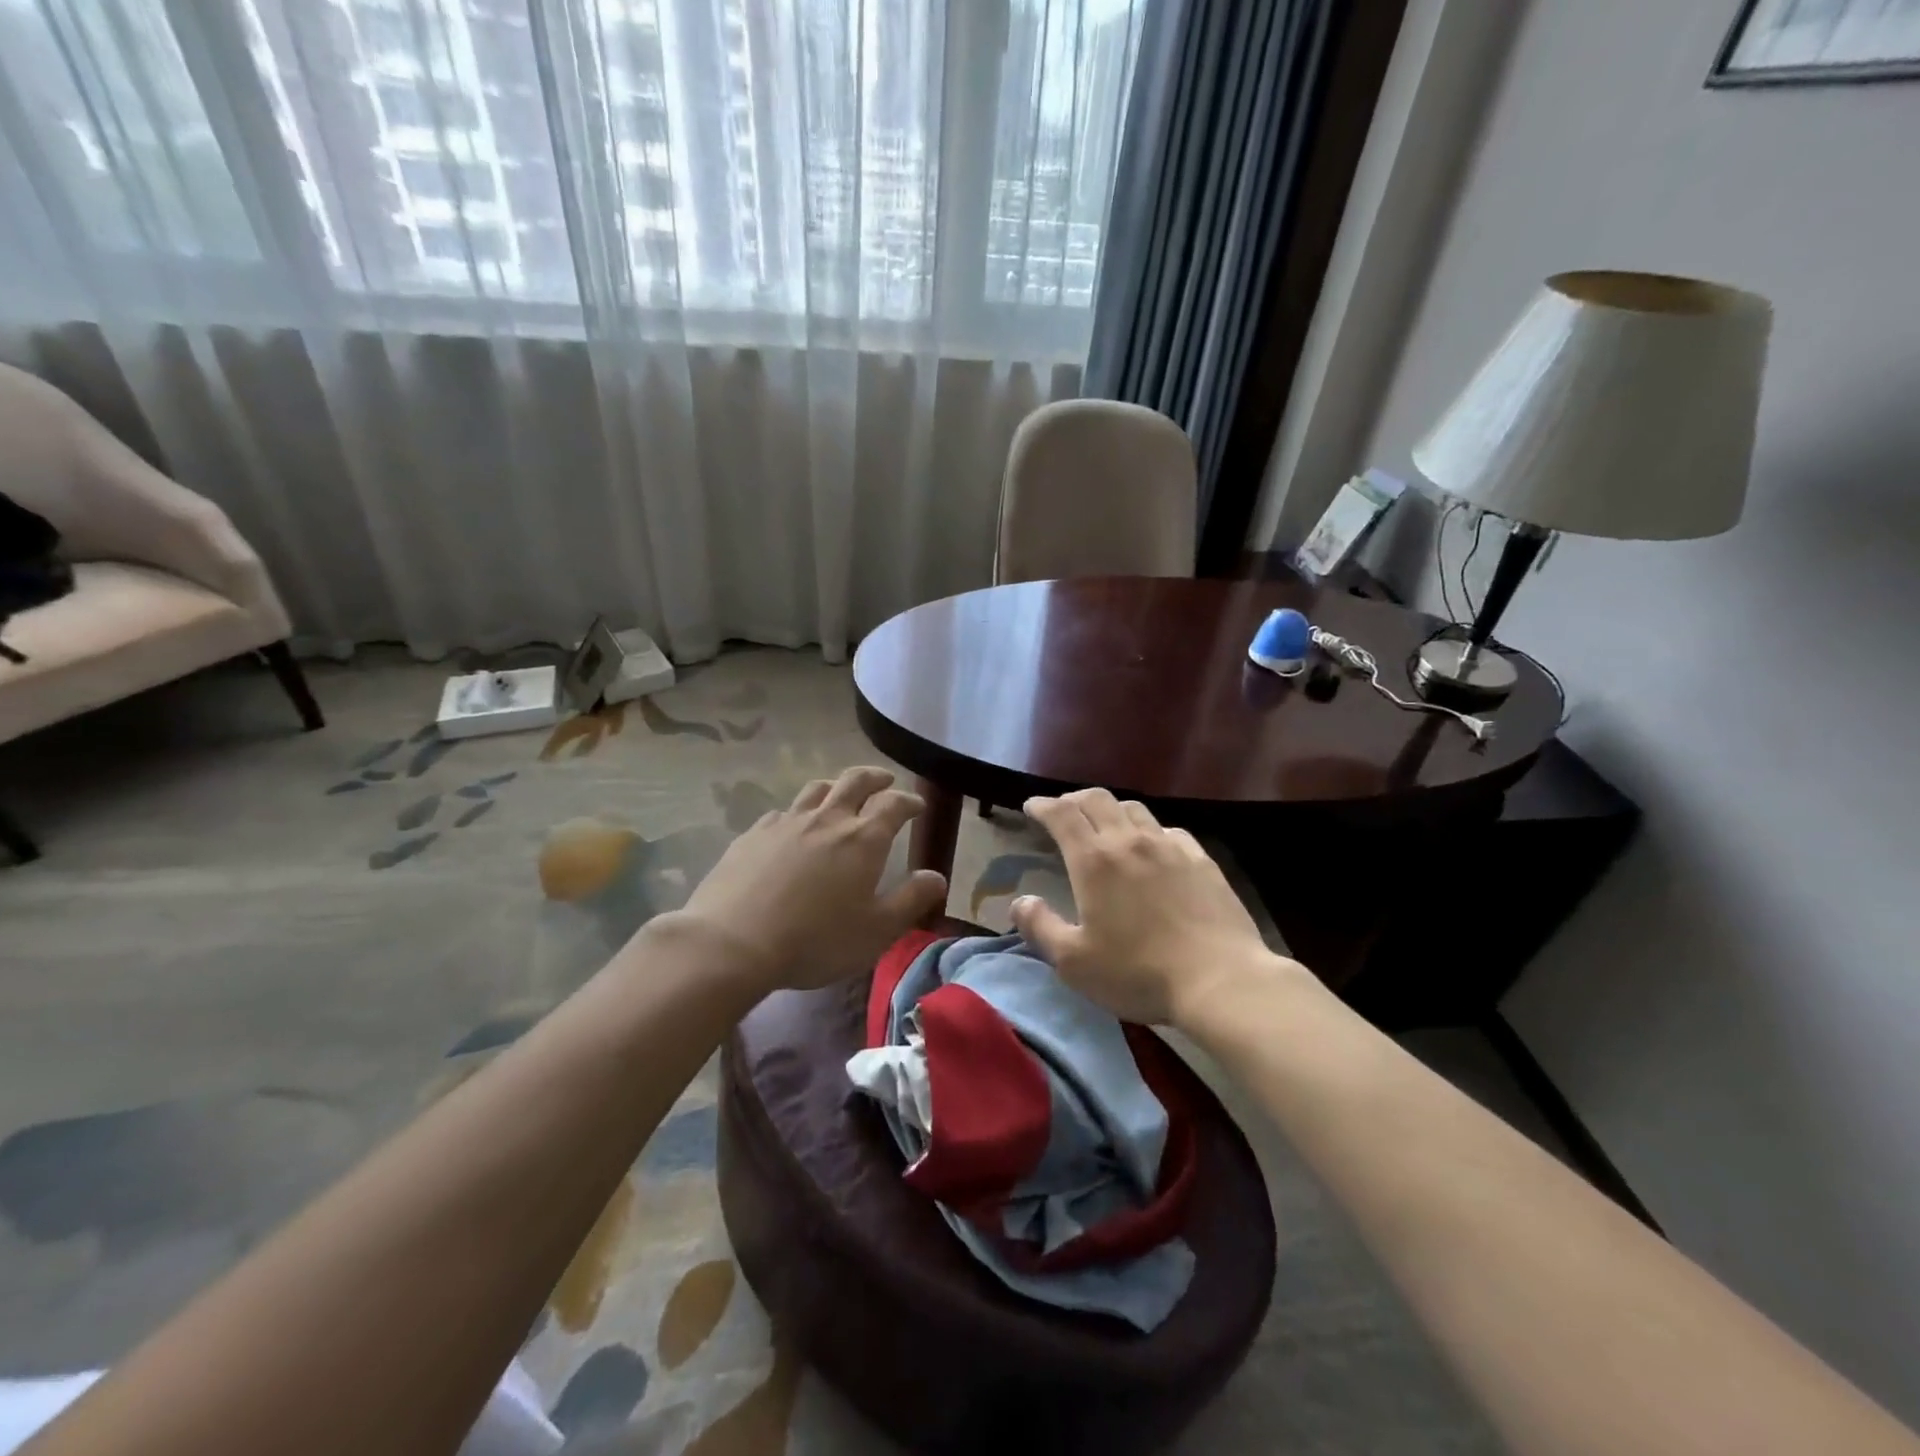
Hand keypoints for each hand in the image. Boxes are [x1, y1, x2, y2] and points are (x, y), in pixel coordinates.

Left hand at [670, 767, 947, 994]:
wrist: (732, 943)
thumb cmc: (815, 940)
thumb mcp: (876, 931)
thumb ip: (911, 900)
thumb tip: (936, 877)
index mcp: (863, 839)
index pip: (893, 804)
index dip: (909, 801)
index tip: (917, 805)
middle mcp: (827, 820)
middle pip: (854, 781)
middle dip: (874, 777)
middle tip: (884, 780)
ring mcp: (786, 823)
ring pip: (816, 790)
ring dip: (835, 787)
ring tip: (840, 795)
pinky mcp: (753, 835)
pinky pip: (782, 813)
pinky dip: (797, 813)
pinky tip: (792, 828)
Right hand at [1011, 788, 1294, 1026]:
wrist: (1220, 979)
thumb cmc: (1138, 973)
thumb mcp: (1074, 963)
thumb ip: (1040, 927)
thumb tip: (1020, 901)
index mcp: (1094, 860)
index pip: (1062, 815)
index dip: (1043, 805)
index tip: (1031, 807)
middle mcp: (1130, 841)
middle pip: (1097, 799)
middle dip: (1073, 799)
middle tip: (1062, 811)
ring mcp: (1170, 847)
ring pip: (1134, 809)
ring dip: (1111, 809)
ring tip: (1104, 824)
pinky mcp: (1201, 860)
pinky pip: (1168, 830)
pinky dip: (1148, 830)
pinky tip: (1153, 846)